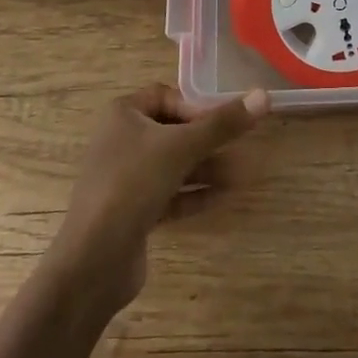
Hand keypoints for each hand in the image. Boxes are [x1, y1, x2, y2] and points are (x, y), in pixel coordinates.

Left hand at [46, 83, 268, 314]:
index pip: (167, 96)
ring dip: (206, 168)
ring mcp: (124, 178)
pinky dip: (193, 193)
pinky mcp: (131, 212)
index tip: (223, 122)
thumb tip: (264, 95)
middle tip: (241, 148)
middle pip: (173, 131)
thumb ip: (223, 124)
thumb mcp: (182, 148)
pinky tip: (222, 197)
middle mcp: (121, 141)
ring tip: (241, 175)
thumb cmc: (133, 185)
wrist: (93, 262)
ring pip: (173, 164)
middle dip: (208, 140)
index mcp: (123, 114)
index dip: (196, 107)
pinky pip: (168, 193)